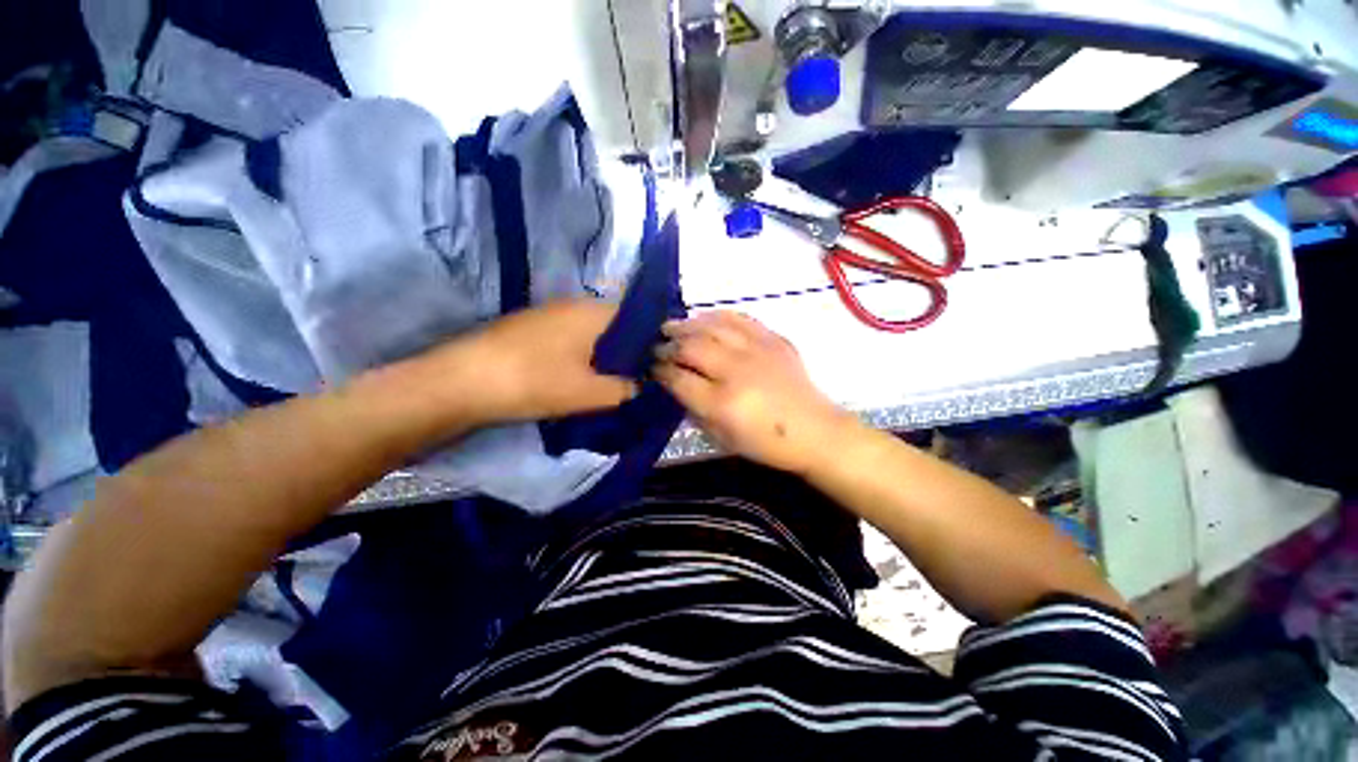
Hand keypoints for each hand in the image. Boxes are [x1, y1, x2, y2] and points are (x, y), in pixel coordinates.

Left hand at [416, 300, 637, 426]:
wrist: (462, 381)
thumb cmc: (535, 382)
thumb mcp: (589, 393)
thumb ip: (624, 389)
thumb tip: (640, 384)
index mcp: (593, 312)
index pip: (637, 316)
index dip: (651, 339)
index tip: (656, 364)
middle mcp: (574, 304)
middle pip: (614, 323)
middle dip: (627, 349)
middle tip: (635, 376)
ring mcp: (549, 313)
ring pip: (590, 330)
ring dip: (603, 352)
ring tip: (609, 378)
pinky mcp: (530, 326)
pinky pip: (569, 335)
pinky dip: (581, 352)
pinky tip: (577, 373)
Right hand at [653, 311, 857, 474]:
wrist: (815, 431)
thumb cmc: (766, 443)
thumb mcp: (722, 438)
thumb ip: (694, 409)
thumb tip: (674, 384)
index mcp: (722, 403)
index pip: (678, 378)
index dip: (659, 370)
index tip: (651, 367)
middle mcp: (737, 371)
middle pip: (691, 347)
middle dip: (668, 345)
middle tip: (658, 346)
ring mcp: (757, 351)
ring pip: (712, 326)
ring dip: (686, 325)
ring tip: (672, 326)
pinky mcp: (773, 339)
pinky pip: (739, 318)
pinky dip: (716, 316)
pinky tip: (704, 319)